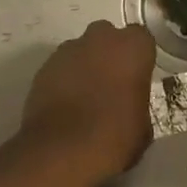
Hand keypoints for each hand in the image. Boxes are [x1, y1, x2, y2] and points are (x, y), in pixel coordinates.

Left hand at [20, 20, 156, 182]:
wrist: (63, 151)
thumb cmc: (115, 136)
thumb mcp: (143, 125)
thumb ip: (137, 102)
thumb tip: (130, 105)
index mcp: (132, 48)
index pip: (141, 39)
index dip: (139, 57)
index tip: (137, 77)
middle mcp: (100, 39)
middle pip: (107, 36)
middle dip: (109, 53)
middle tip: (112, 82)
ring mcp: (68, 51)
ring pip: (81, 50)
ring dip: (85, 65)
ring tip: (85, 96)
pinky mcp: (43, 68)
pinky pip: (60, 67)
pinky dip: (64, 79)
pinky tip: (66, 104)